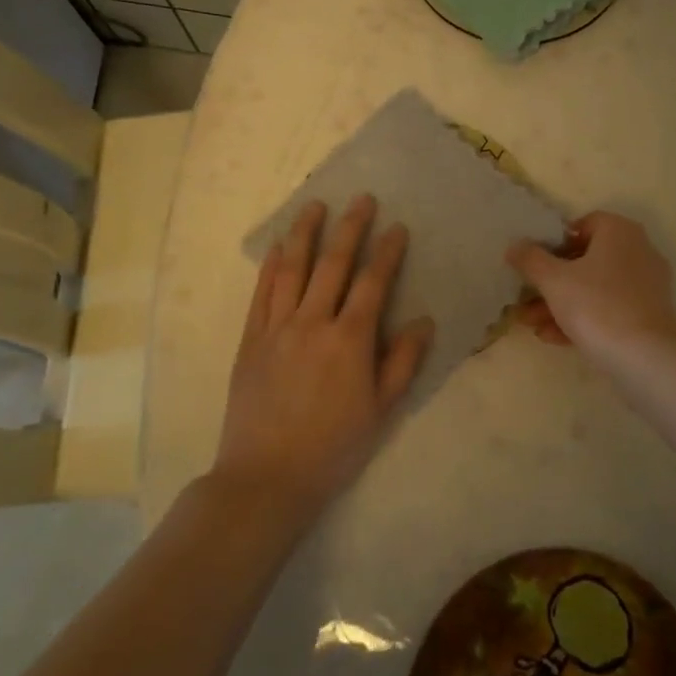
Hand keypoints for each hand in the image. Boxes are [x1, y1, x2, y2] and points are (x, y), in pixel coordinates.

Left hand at [215, 195, 433, 518]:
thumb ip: (402, 361)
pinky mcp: (251, 340)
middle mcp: (313, 322)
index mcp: (349, 340)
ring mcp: (277, 328)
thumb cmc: (333, 447)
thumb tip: (424, 320)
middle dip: (350, 228)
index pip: (373, 283)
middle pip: (333, 264)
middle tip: (361, 198)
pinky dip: (270, 266)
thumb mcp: (381, 409)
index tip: (397, 226)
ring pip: (292, 269)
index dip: (387, 252)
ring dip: (305, 233)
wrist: (267, 477)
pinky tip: (278, 247)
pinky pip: (261, 293)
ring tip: (315, 205)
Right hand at [507, 211, 675, 364]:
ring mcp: (646, 285)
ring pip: (594, 289)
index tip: (535, 263)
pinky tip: (553, 338)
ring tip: (531, 324)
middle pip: (585, 261)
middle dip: (551, 283)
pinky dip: (583, 319)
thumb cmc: (596, 305)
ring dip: (561, 304)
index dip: (555, 242)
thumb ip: (530, 259)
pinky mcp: (649, 315)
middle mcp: (638, 251)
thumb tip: (515, 245)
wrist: (645, 358)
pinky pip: (609, 309)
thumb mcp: (553, 280)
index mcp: (619, 232)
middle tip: (525, 300)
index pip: (583, 225)